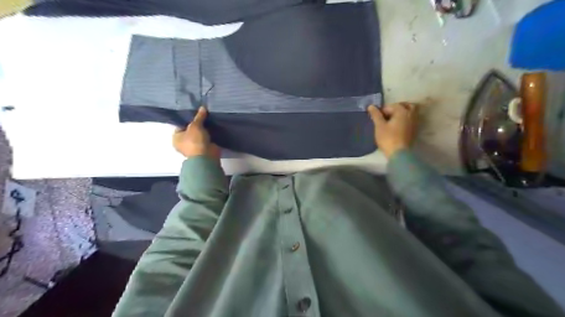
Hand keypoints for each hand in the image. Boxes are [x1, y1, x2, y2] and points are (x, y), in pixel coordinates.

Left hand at [175, 106, 219, 161]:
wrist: (206, 156)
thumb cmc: (195, 141)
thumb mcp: (195, 125)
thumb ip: (199, 116)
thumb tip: (203, 107)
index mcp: (176, 137)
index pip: (181, 125)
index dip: (188, 118)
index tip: (195, 111)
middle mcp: (183, 142)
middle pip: (190, 129)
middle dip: (197, 123)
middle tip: (204, 114)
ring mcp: (194, 146)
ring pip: (199, 134)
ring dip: (204, 129)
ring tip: (210, 119)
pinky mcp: (204, 148)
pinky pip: (206, 138)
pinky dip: (209, 134)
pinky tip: (213, 127)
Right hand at [369, 103, 416, 157]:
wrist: (398, 153)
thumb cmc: (388, 138)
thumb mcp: (379, 126)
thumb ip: (375, 115)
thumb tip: (371, 106)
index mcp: (402, 111)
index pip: (391, 106)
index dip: (382, 111)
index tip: (376, 117)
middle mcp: (411, 114)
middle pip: (405, 105)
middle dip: (396, 108)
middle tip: (386, 115)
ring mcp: (415, 122)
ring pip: (410, 112)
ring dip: (402, 113)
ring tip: (392, 119)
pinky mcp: (415, 130)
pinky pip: (411, 120)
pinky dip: (406, 119)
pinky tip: (398, 126)